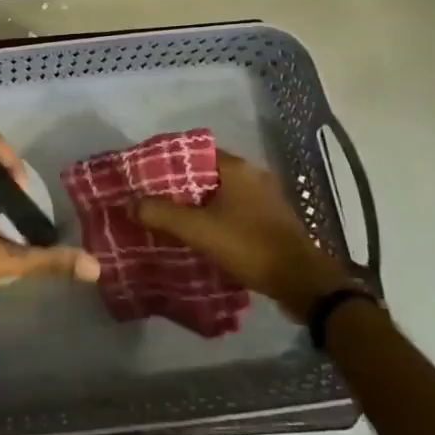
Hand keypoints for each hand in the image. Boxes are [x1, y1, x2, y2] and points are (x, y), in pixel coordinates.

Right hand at [137, 151, 355, 322]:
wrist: (302, 283)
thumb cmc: (249, 246)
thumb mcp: (199, 230)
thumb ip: (162, 214)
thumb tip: (131, 204)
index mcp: (236, 168)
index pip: (192, 152)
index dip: (166, 161)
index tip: (144, 174)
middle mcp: (252, 175)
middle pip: (203, 173)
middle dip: (176, 186)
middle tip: (150, 198)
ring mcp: (264, 198)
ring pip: (218, 193)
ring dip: (195, 203)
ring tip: (167, 216)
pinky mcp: (269, 219)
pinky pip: (231, 210)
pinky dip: (212, 217)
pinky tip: (196, 233)